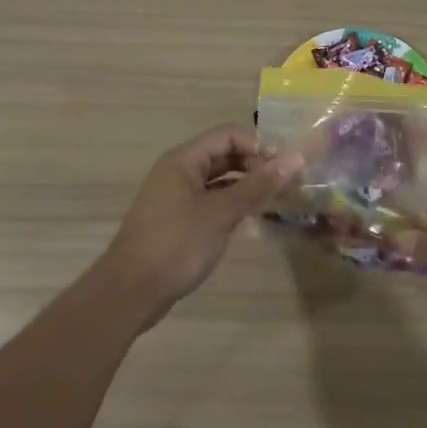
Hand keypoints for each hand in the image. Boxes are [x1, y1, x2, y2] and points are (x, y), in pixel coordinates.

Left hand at [97, 124, 303, 329]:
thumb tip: (296, 157)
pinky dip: (231, 204)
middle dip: (254, 165)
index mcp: (184, 159)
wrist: (130, 293)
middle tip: (283, 185)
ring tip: (273, 201)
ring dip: (244, 185)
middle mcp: (178, 171)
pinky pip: (210, 200)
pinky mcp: (177, 220)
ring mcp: (176, 196)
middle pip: (223, 154)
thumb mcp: (221, 213)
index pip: (229, 134)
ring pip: (218, 179)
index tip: (284, 167)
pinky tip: (249, 219)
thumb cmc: (176, 244)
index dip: (258, 145)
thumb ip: (258, 185)